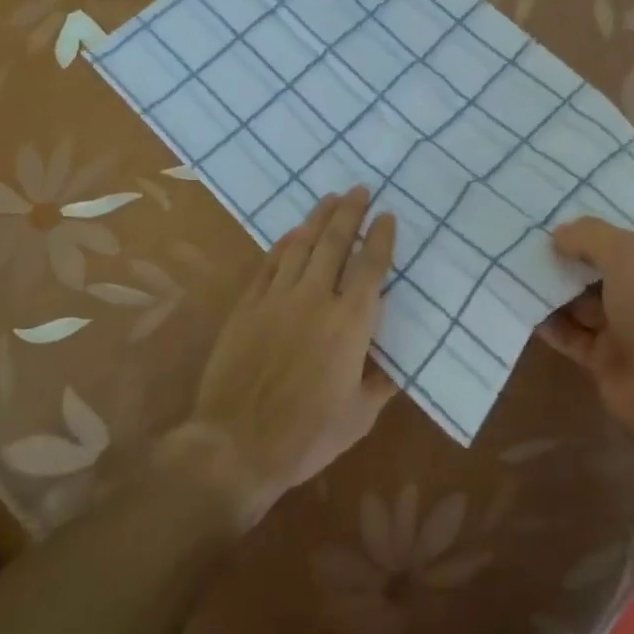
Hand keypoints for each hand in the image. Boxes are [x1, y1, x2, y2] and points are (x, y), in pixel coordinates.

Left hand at [163, 188, 396, 529]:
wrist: (236, 445)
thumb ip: (381, 384)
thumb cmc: (307, 436)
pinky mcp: (248, 306)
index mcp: (351, 323)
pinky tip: (291, 233)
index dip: (380, 238)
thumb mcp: (359, 417)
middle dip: (350, 213)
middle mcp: (316, 299)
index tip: (387, 215)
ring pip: (301, 245)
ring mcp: (278, 299)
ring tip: (330, 198)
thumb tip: (397, 365)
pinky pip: (269, 264)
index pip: (371, 267)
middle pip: (335, 243)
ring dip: (318, 218)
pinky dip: (283, 244)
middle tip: (360, 189)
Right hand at [541, 217, 633, 438]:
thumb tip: (559, 234)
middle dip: (572, 257)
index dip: (599, 228)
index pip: (632, 240)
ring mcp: (629, 330)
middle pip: (604, 270)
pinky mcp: (606, 358)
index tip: (561, 215)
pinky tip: (522, 305)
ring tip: (518, 269)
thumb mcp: (629, 256)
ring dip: (556, 288)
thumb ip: (592, 236)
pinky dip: (551, 322)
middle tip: (531, 241)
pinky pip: (573, 334)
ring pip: (586, 302)